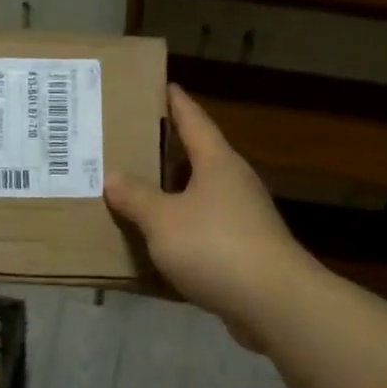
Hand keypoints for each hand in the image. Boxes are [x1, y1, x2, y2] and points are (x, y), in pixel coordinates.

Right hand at [104, 85, 319, 348]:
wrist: (273, 302)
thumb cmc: (215, 246)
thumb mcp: (163, 220)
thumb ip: (136, 197)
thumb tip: (113, 176)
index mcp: (218, 163)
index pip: (194, 121)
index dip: (177, 102)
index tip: (163, 85)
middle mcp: (234, 183)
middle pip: (197, 158)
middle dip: (166, 151)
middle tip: (131, 142)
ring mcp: (243, 218)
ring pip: (199, 196)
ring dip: (171, 194)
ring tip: (135, 192)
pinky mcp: (243, 250)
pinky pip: (203, 230)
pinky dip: (180, 230)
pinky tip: (157, 241)